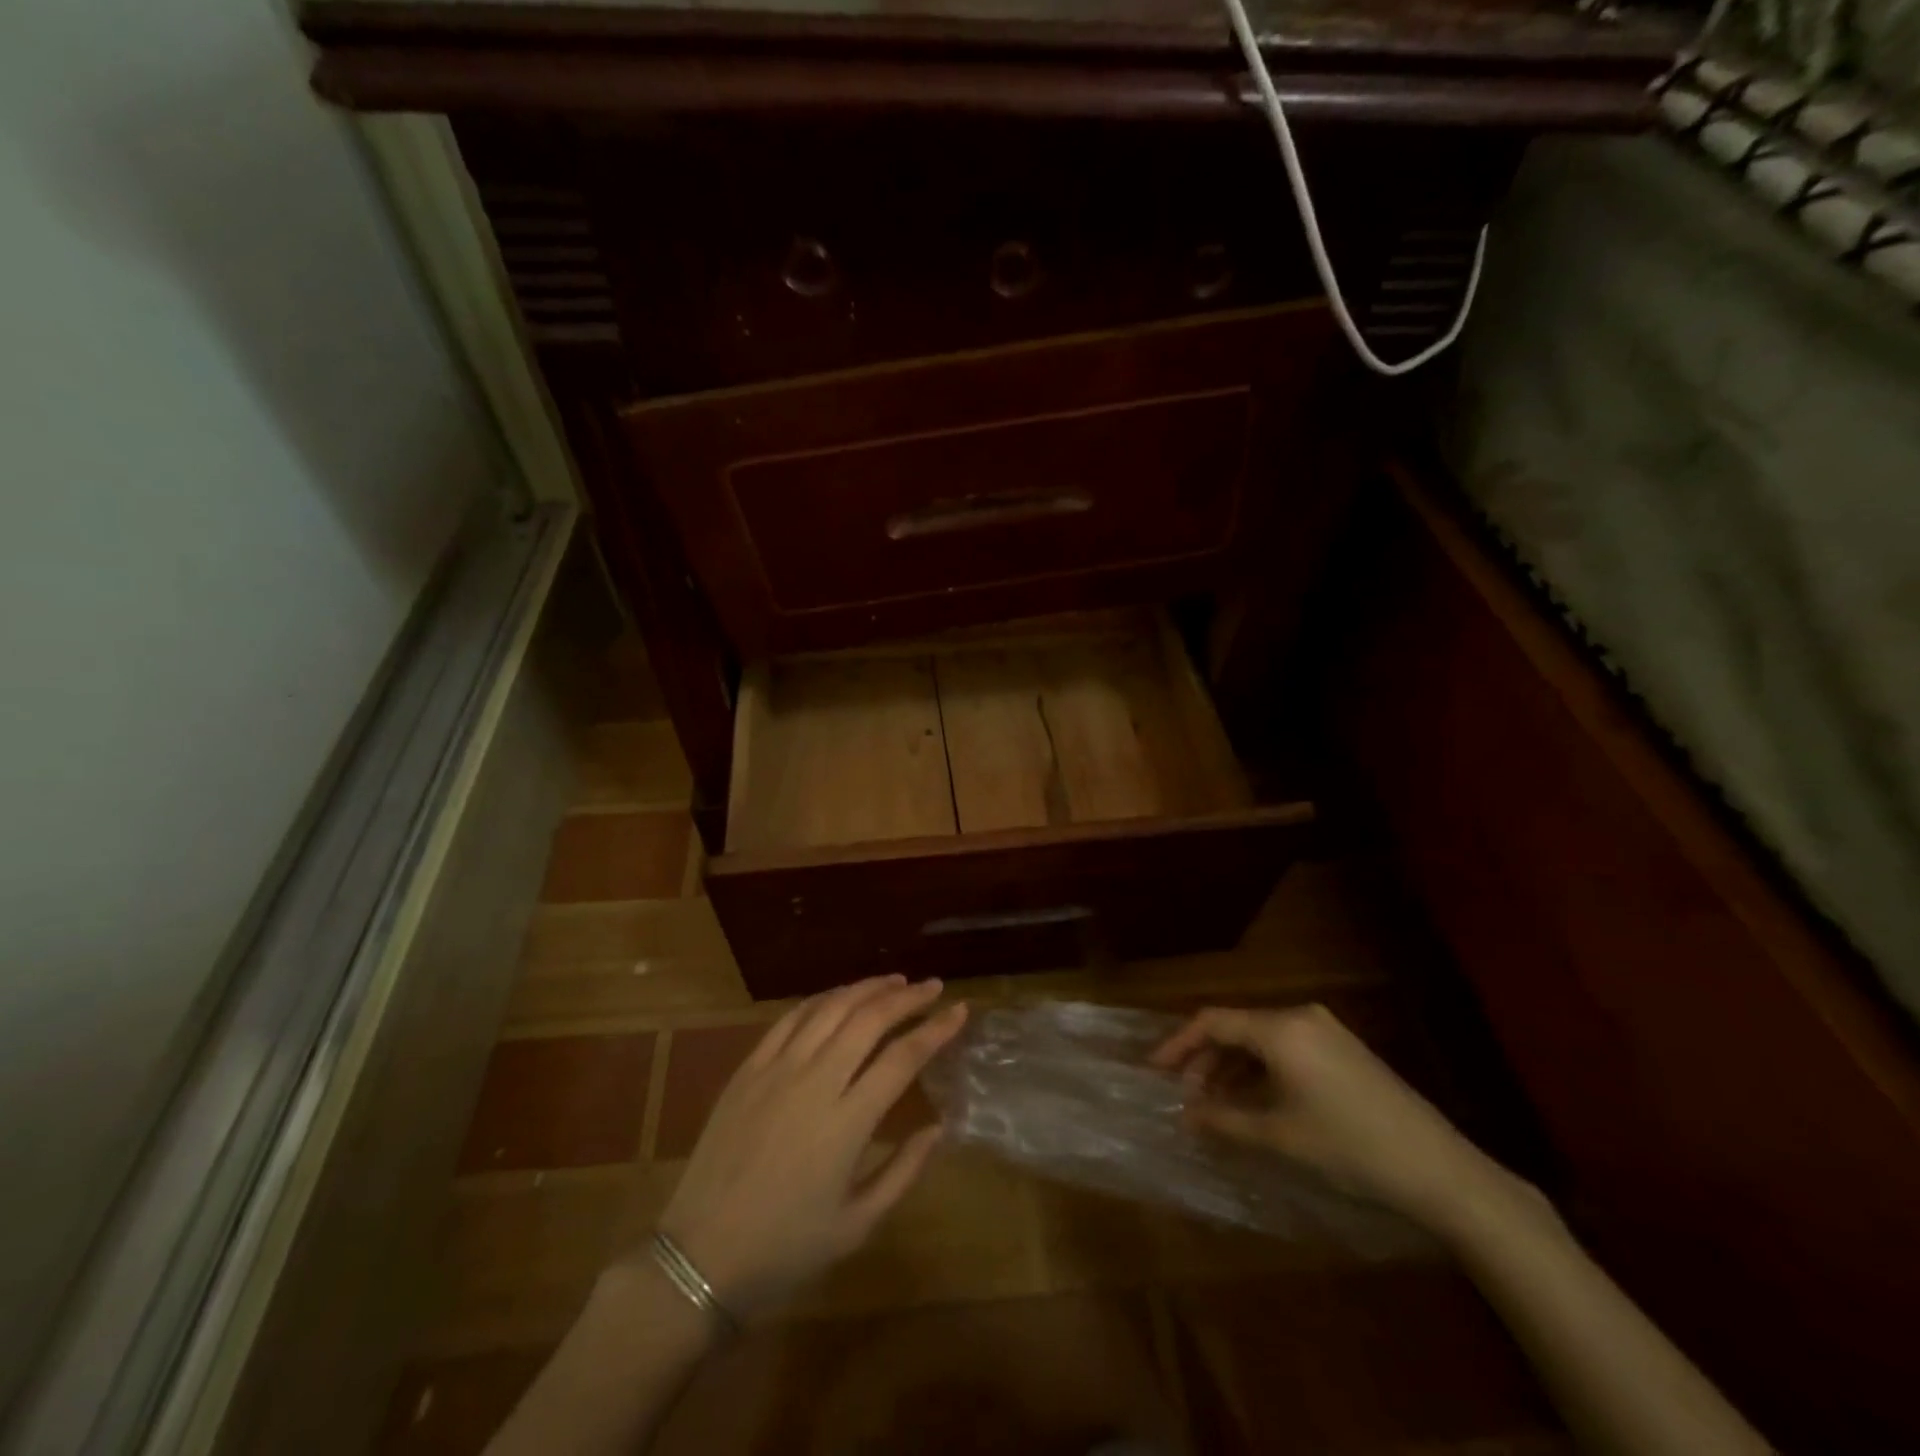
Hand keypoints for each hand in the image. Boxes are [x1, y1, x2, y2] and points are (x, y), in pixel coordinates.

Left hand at [648, 976, 966, 1318]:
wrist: (700, 1257)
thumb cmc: (785, 1249)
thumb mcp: (857, 1224)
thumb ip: (904, 1171)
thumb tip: (939, 1127)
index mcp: (846, 1123)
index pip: (903, 1058)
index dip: (936, 1029)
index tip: (960, 1010)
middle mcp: (814, 1082)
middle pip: (869, 1019)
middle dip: (907, 996)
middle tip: (932, 987)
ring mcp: (777, 1070)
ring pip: (830, 1008)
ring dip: (866, 988)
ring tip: (894, 981)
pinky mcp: (748, 1069)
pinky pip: (790, 1018)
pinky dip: (822, 999)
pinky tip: (839, 997)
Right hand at [1151, 1003, 1498, 1227]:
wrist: (1440, 1170)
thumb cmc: (1350, 1148)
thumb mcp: (1279, 1137)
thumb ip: (1224, 1120)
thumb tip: (1185, 1114)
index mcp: (1281, 1028)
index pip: (1213, 1021)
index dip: (1178, 1044)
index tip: (1154, 1070)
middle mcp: (1301, 1016)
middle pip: (1237, 1027)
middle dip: (1205, 1060)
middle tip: (1186, 1096)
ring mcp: (1326, 1031)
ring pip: (1261, 1039)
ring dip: (1232, 1067)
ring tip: (1215, 1104)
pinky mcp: (1344, 1050)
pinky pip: (1286, 1049)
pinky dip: (1261, 1070)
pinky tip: (1254, 1101)